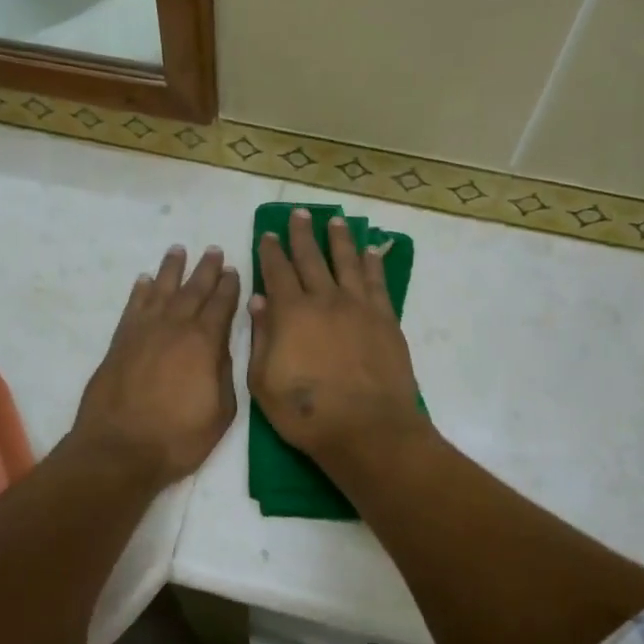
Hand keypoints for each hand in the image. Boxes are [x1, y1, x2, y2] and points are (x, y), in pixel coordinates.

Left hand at [69, 245, 240, 489]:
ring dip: (172, 269)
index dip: (229, 286)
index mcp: (204, 343)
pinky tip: (145, 280)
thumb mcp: (221, 412)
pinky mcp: (120, 342)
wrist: (120, 449)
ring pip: (161, 289)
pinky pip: (133, 306)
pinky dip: (140, 290)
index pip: (221, 305)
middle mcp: (175, 327)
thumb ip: (224, 373)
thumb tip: (220, 347)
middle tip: (214, 250)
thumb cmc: (178, 437)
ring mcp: (144, 331)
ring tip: (179, 250)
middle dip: (206, 269)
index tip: (234, 270)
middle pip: (193, 290)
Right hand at [249, 209, 429, 471]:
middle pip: (311, 258)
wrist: (367, 429)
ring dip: (339, 239)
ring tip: (336, 221)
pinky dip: (373, 262)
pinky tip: (371, 250)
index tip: (268, 234)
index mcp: (291, 313)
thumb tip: (258, 300)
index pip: (277, 272)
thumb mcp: (264, 382)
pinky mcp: (385, 319)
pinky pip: (377, 281)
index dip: (271, 251)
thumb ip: (261, 337)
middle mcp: (324, 300)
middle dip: (302, 234)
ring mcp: (358, 307)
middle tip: (299, 214)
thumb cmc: (307, 413)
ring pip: (347, 262)